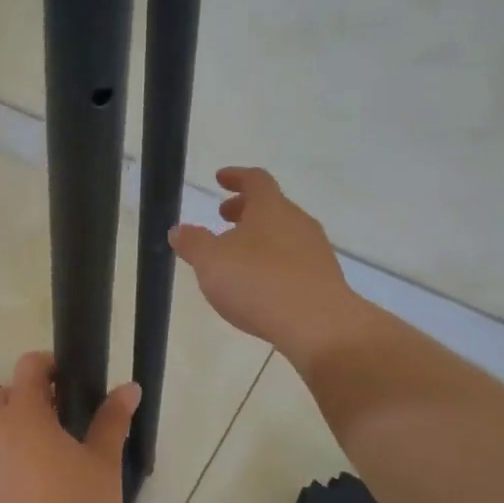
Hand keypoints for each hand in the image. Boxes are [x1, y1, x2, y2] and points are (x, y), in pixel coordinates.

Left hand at [0, 351, 138, 502]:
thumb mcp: (103, 467)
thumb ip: (111, 421)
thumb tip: (128, 388)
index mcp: (19, 416)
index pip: (28, 367)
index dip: (49, 366)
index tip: (71, 382)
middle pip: (1, 400)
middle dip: (27, 403)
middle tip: (62, 427)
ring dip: (11, 440)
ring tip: (45, 470)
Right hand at [170, 166, 370, 369]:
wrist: (318, 325)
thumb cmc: (258, 282)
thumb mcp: (211, 261)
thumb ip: (193, 243)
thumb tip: (179, 230)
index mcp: (271, 208)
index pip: (255, 180)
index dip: (236, 177)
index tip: (220, 179)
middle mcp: (297, 222)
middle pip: (271, 206)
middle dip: (245, 209)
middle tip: (223, 217)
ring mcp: (315, 251)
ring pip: (284, 233)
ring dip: (259, 237)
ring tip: (237, 256)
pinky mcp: (324, 279)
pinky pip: (294, 260)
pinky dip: (273, 262)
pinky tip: (260, 284)